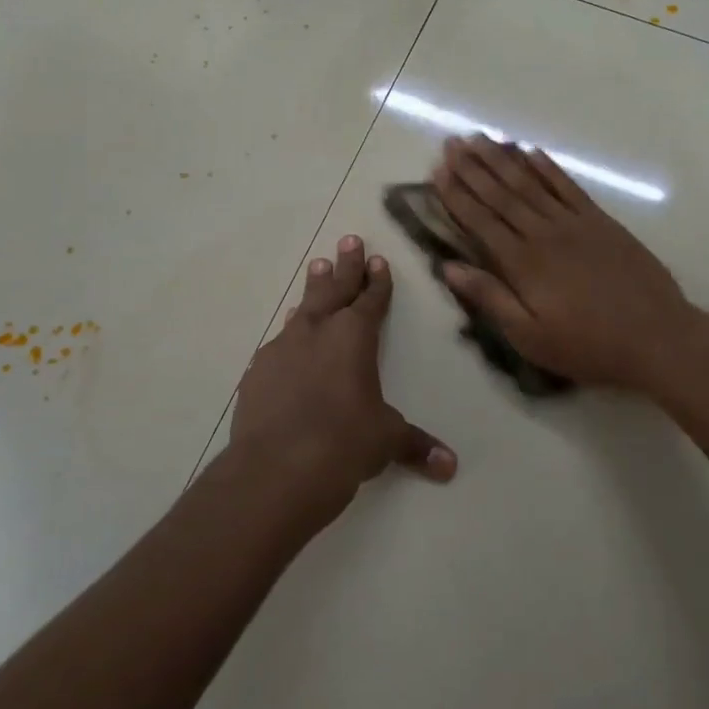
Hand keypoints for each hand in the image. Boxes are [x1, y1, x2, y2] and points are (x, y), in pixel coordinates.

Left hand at [231, 235, 456, 514]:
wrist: (276, 468)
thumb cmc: (344, 444)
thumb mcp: (385, 441)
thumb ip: (415, 446)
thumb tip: (450, 466)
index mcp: (354, 337)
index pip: (371, 301)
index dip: (378, 282)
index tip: (378, 259)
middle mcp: (317, 332)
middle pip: (334, 289)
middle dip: (345, 266)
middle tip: (348, 240)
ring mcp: (282, 349)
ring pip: (302, 309)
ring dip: (313, 290)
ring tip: (317, 267)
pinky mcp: (257, 372)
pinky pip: (278, 343)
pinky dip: (289, 335)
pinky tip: (286, 339)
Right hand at [433, 136, 705, 394]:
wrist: (657, 337)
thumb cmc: (587, 345)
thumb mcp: (530, 337)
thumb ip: (490, 298)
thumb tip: (449, 267)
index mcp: (522, 263)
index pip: (480, 221)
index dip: (457, 195)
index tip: (437, 171)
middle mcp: (544, 233)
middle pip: (502, 194)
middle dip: (473, 167)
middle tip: (452, 142)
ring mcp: (575, 223)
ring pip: (531, 183)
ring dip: (503, 160)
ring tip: (481, 138)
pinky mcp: (601, 221)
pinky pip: (568, 186)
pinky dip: (548, 168)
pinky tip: (532, 153)